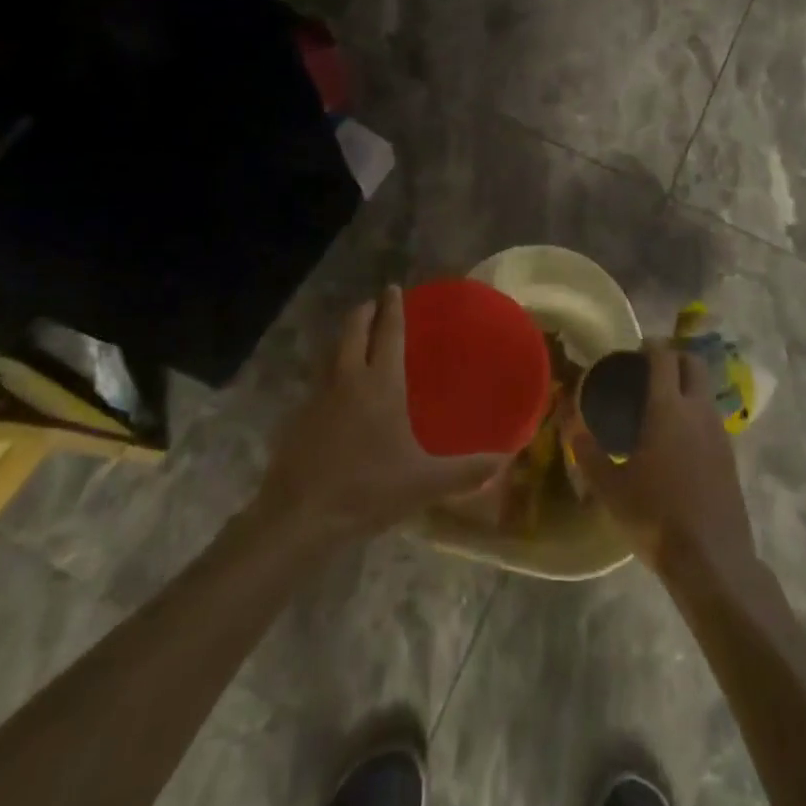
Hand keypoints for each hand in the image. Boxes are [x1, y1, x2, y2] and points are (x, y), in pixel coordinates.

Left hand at [255, 287, 507, 544]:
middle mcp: (348, 379)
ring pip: (332, 353)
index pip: (388, 332)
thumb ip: (466, 470)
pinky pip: (320, 380)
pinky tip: (339, 391)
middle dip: (364, 312)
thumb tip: (506, 459)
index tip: (393, 288)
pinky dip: (332, 370)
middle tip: (375, 304)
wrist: (300, 516)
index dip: (392, 308)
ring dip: (346, 338)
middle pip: (353, 330)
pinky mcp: (299, 418)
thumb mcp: (425, 483)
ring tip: (358, 339)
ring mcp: (319, 397)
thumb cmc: (368, 489)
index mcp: (381, 383)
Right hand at [568, 341, 755, 581]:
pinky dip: (696, 411)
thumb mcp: (610, 487)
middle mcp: (698, 410)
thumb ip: (587, 450)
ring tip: (662, 403)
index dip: (651, 345)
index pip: (664, 357)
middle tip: (650, 368)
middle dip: (674, 357)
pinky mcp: (730, 455)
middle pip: (693, 363)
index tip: (636, 349)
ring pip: (706, 390)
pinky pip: (712, 417)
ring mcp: (719, 432)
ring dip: (688, 384)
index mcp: (668, 408)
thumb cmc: (655, 517)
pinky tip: (679, 438)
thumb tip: (569, 419)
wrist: (712, 559)